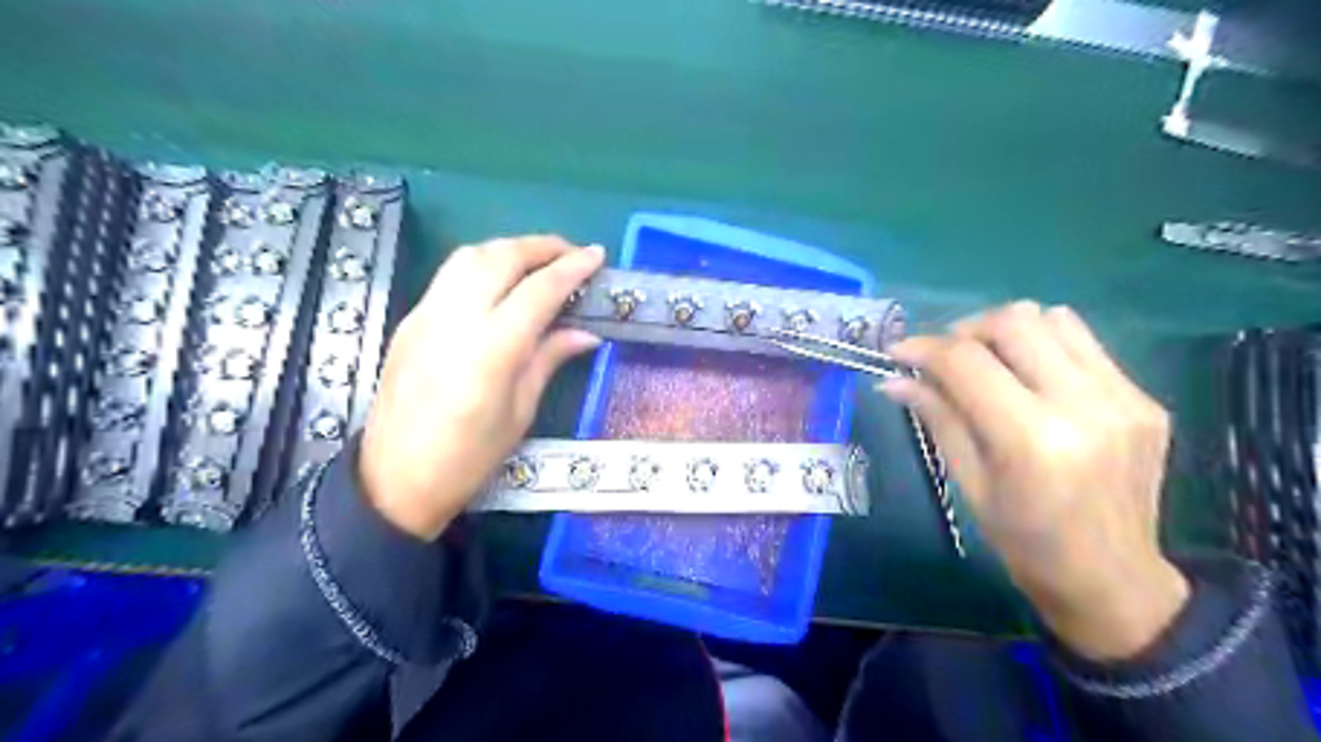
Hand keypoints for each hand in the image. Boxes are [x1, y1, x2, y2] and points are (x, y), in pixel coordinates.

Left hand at [360, 235, 606, 538]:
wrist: (394, 479)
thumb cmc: (469, 457)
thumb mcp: (521, 411)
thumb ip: (549, 359)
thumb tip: (586, 334)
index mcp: (492, 349)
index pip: (539, 290)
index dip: (572, 268)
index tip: (597, 256)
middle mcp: (456, 319)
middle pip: (502, 257)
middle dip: (542, 246)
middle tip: (571, 253)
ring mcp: (426, 314)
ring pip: (470, 256)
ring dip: (509, 249)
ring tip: (538, 261)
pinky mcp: (410, 320)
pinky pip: (450, 275)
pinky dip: (482, 265)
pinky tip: (500, 282)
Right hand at [882, 301, 1192, 659]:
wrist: (1113, 579)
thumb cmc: (1024, 542)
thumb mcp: (968, 483)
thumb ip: (937, 418)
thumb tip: (894, 379)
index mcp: (1031, 440)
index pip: (967, 362)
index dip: (924, 348)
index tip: (898, 353)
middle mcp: (1084, 406)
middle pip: (1015, 322)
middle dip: (966, 329)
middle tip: (944, 356)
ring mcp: (1124, 399)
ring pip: (1054, 319)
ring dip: (1008, 331)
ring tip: (987, 360)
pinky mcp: (1144, 399)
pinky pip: (1084, 345)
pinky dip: (1044, 348)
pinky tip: (1029, 380)